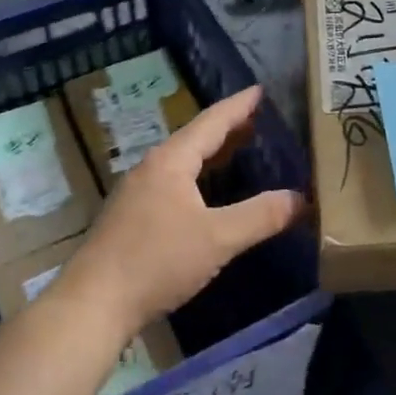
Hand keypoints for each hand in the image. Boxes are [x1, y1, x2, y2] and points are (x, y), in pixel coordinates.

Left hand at [60, 86, 305, 339]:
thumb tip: (302, 198)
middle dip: (228, 128)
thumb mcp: (218, 239)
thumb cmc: (157, 262)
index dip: (238, 106)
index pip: (212, 122)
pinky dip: (198, 178)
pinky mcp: (131, 218)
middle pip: (195, 139)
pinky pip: (173, 183)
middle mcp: (151, 168)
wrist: (93, 305)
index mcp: (171, 161)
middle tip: (259, 119)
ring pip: (182, 162)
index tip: (260, 89)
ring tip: (239, 149)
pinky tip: (207, 194)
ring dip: (212, 154)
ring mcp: (137, 193)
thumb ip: (261, 216)